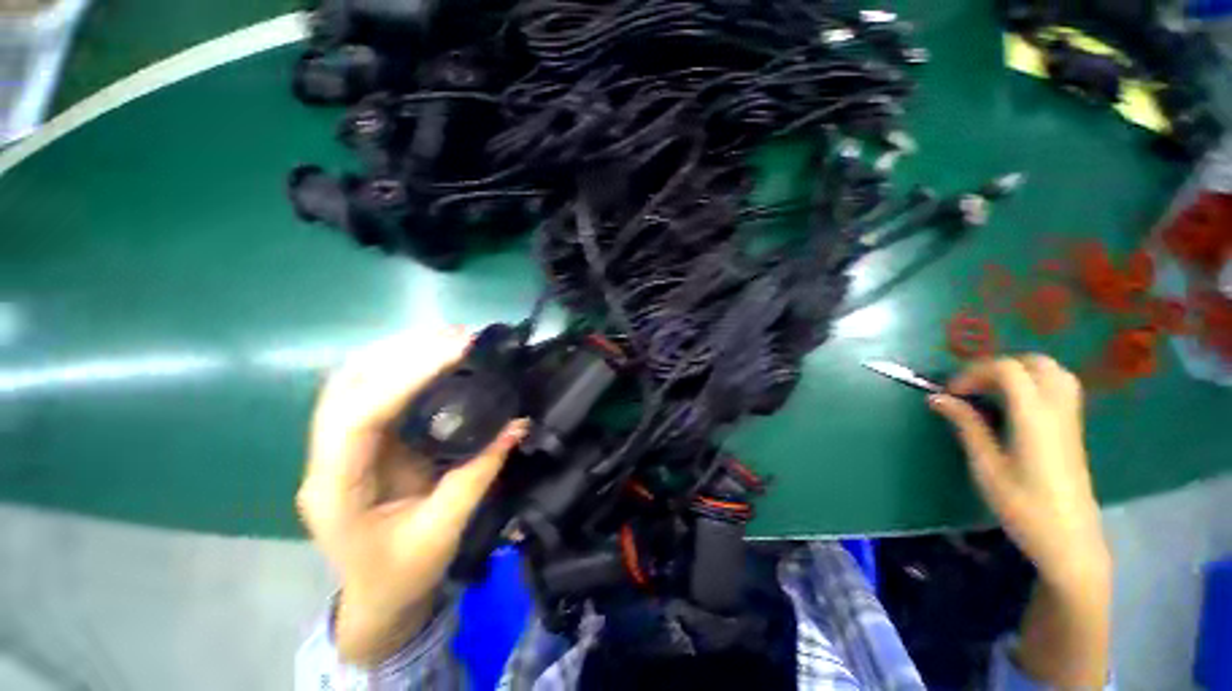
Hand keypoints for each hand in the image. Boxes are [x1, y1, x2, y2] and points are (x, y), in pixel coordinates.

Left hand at [297, 328, 527, 665]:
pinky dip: (405, 366)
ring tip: (450, 337)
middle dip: (402, 353)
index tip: (454, 352)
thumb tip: (517, 424)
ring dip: (402, 352)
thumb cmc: (403, 574)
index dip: (404, 378)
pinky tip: (436, 357)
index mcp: (336, 489)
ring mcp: (342, 446)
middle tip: (457, 336)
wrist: (379, 598)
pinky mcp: (365, 441)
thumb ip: (478, 473)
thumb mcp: (443, 530)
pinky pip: (378, 391)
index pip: (358, 417)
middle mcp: (328, 458)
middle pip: (348, 386)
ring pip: (358, 381)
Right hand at [929, 355, 1109, 588]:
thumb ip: (966, 426)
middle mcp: (1058, 410)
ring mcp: (1070, 419)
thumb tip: (938, 398)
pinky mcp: (1073, 430)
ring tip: (992, 391)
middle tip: (972, 387)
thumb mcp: (986, 467)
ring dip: (1019, 371)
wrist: (1070, 542)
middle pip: (1035, 363)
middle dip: (998, 366)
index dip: (974, 372)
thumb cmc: (1024, 507)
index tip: (951, 392)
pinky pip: (1059, 388)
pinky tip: (1015, 405)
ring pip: (1053, 372)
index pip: (1008, 370)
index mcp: (1035, 418)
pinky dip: (1034, 383)